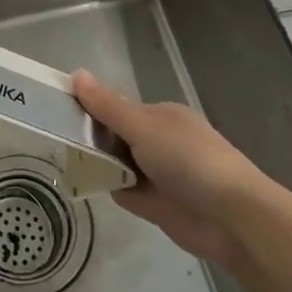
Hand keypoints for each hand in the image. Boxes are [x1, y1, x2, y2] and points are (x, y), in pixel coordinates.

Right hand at [73, 70, 275, 270]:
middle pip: (115, 137)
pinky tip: (87, 186)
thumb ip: (107, 106)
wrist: (232, 218)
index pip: (117, 108)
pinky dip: (111, 189)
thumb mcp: (143, 128)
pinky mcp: (157, 204)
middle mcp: (160, 142)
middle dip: (92, 140)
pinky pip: (125, 191)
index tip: (62, 115)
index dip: (91, 111)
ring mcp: (159, 174)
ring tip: (65, 162)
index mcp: (161, 116)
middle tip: (59, 141)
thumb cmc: (189, 161)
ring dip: (99, 165)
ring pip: (118, 165)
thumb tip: (76, 73)